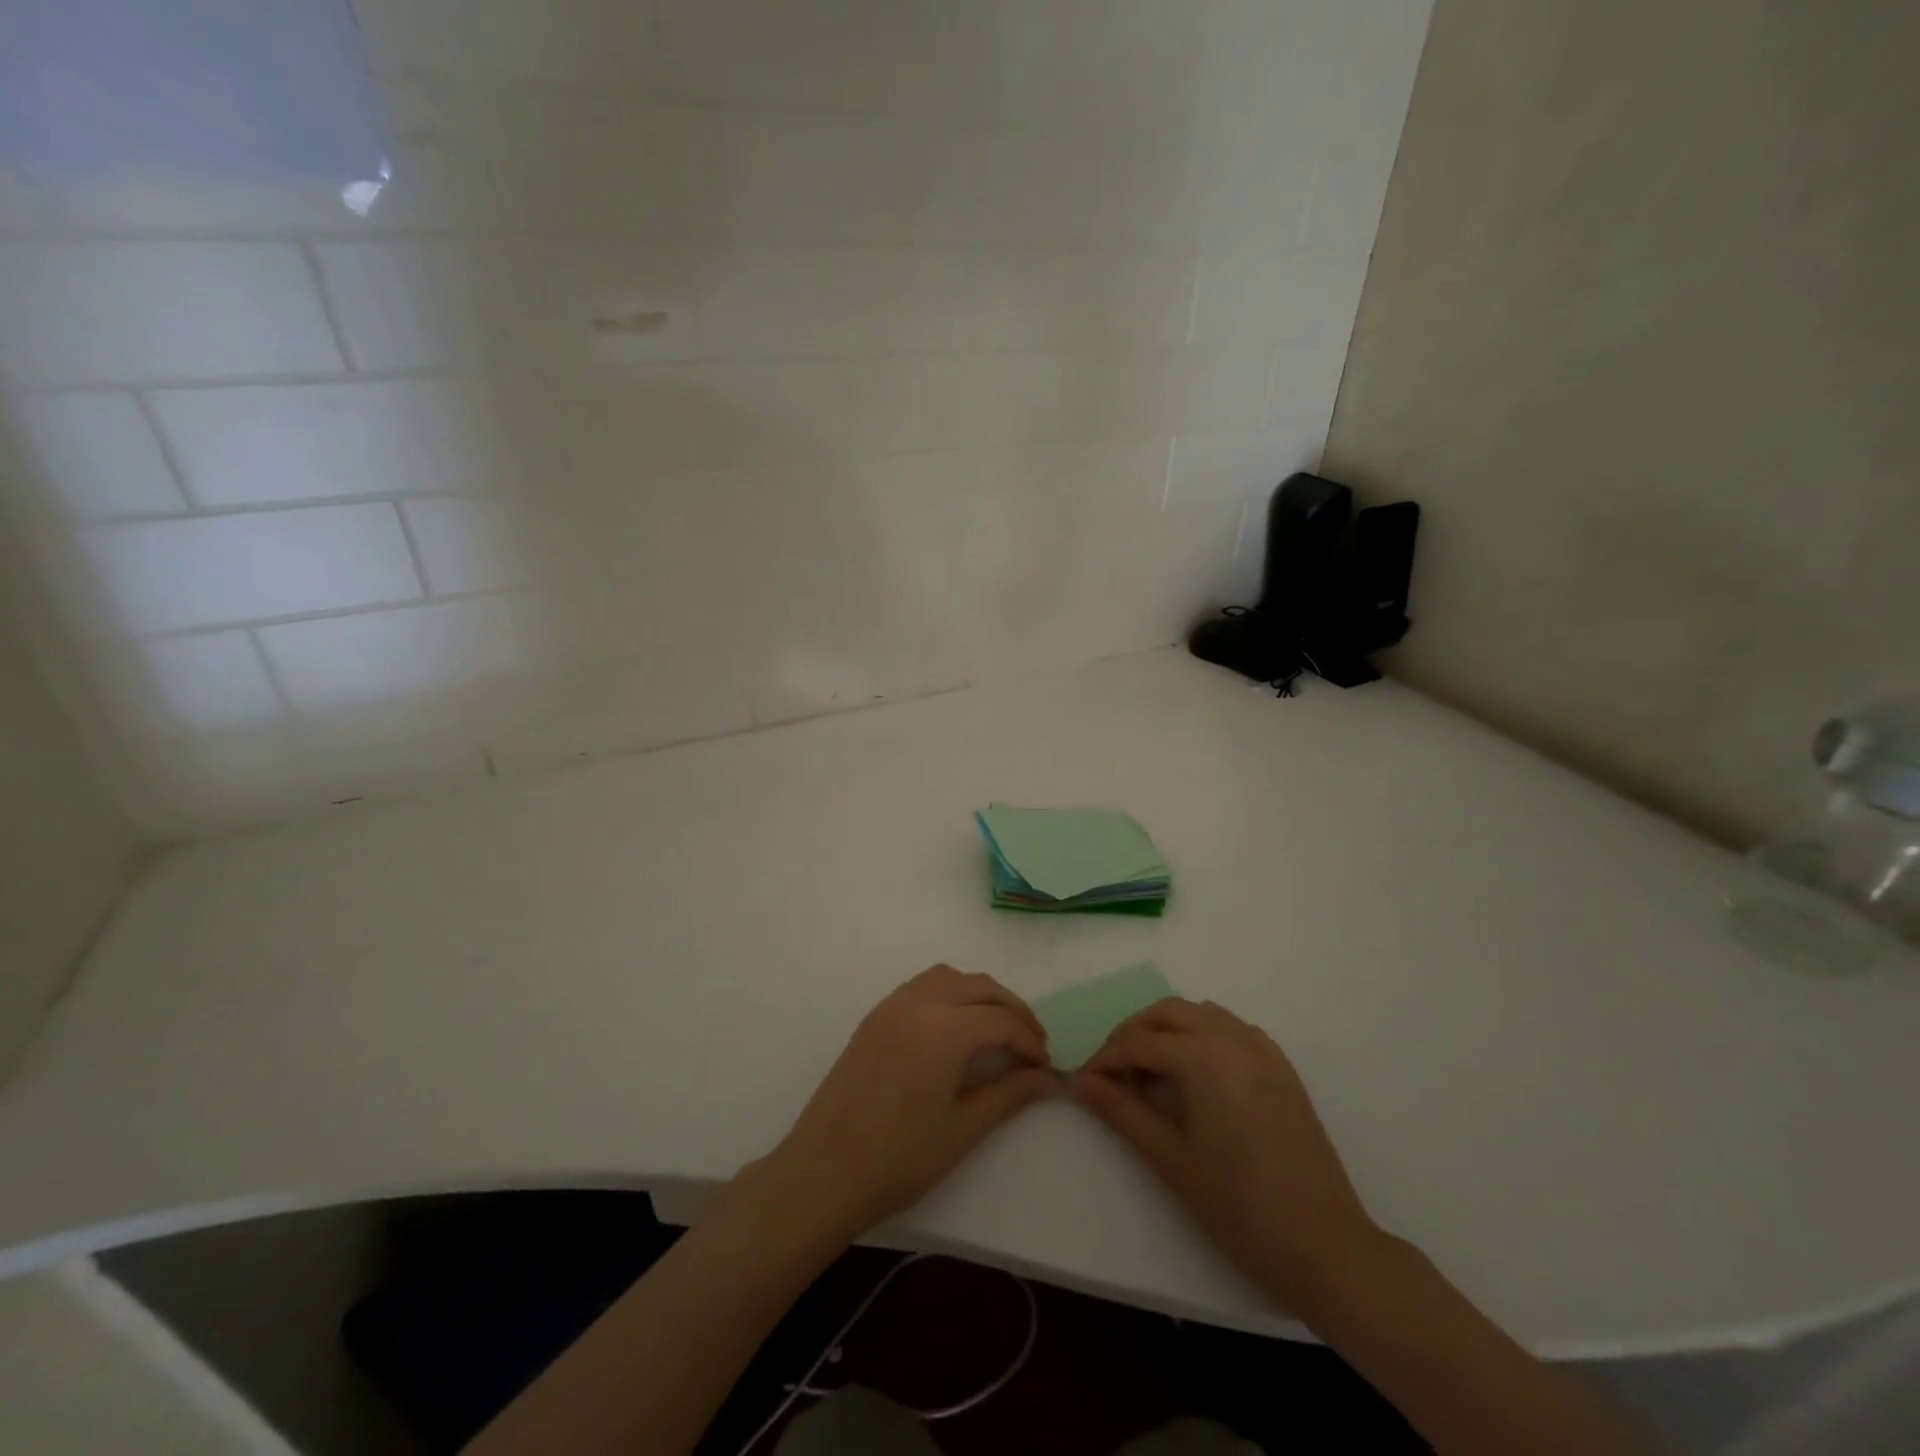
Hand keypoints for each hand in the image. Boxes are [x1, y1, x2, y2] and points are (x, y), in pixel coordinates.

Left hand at [757, 966, 1054, 1240]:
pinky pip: (922, 986)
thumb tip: (1047, 1078)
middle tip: (1031, 1043)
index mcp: (942, 1029)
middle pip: (979, 987)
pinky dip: (950, 993)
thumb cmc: (897, 1159)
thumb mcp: (962, 1130)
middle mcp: (918, 1003)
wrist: (822, 1172)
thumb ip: (1009, 1095)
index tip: (1045, 1066)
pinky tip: (955, 1027)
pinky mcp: (875, 1017)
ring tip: (997, 1029)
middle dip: (1012, 1010)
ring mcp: (891, 1006)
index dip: (1029, 1040)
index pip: (1001, 1020)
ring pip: (949, 977)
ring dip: (980, 994)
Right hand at [1070, 997, 1381, 1312]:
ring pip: (1200, 1014)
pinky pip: (1231, 1029)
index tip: (1083, 1082)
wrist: (1326, 1248)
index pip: (1139, 1043)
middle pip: (1167, 1013)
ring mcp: (1263, 1050)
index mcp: (1204, 1056)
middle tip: (1112, 1071)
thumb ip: (1121, 1111)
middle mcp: (1233, 1038)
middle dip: (1133, 1033)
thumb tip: (1080, 1082)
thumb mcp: (1170, 1159)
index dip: (1105, 1059)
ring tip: (1149, 1071)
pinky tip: (1195, 1073)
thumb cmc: (1240, 1208)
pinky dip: (1202, 1035)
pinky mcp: (1282, 1068)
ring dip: (1167, 1029)